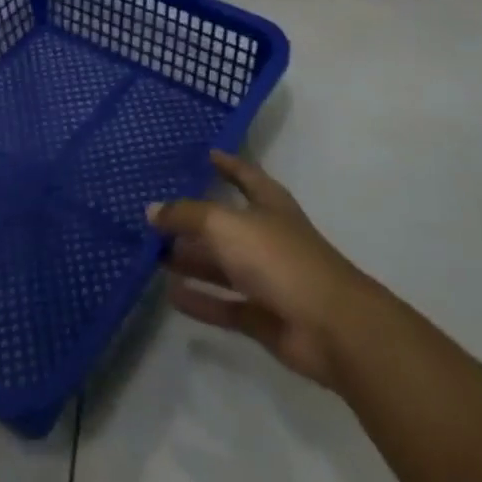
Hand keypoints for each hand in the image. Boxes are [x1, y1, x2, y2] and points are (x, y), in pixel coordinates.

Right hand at [149, 150, 375, 387]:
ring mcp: (266, 278)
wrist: (330, 327)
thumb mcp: (226, 224)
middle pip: (225, 224)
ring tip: (153, 255)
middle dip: (193, 220)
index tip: (205, 155)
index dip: (227, 163)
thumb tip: (151, 210)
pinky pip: (224, 304)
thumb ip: (187, 216)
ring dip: (192, 260)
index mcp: (268, 204)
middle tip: (155, 216)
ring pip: (222, 265)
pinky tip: (171, 295)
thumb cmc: (279, 258)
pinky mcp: (263, 316)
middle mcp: (267, 236)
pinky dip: (200, 300)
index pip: (245, 175)